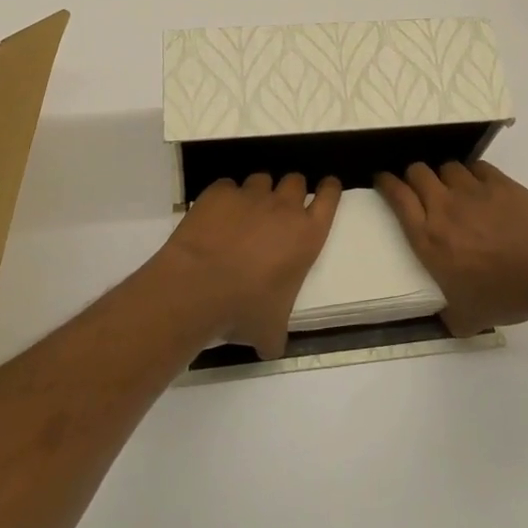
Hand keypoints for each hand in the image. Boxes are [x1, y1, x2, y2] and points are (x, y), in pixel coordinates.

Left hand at [161, 173, 340, 359]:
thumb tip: (272, 348)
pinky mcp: (219, 192)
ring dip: (258, 193)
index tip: (327, 187)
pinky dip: (224, 198)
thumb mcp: (270, 330)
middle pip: (296, 181)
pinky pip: (227, 187)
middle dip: (291, 190)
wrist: (197, 288)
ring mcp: (250, 196)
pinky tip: (215, 217)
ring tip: (245, 213)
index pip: (330, 197)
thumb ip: (277, 334)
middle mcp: (283, 207)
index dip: (329, 189)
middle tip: (279, 208)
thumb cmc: (244, 309)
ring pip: (262, 179)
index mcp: (307, 235)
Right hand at [376, 161, 527, 335]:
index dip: (386, 183)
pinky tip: (481, 186)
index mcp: (428, 238)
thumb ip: (448, 316)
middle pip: (417, 172)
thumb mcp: (466, 319)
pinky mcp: (499, 182)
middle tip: (419, 187)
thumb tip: (444, 319)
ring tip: (453, 188)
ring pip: (447, 166)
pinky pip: (477, 167)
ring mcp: (472, 190)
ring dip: (444, 175)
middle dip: (413, 176)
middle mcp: (443, 206)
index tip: (383, 180)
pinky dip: (473, 174)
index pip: (397, 197)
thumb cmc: (503, 296)